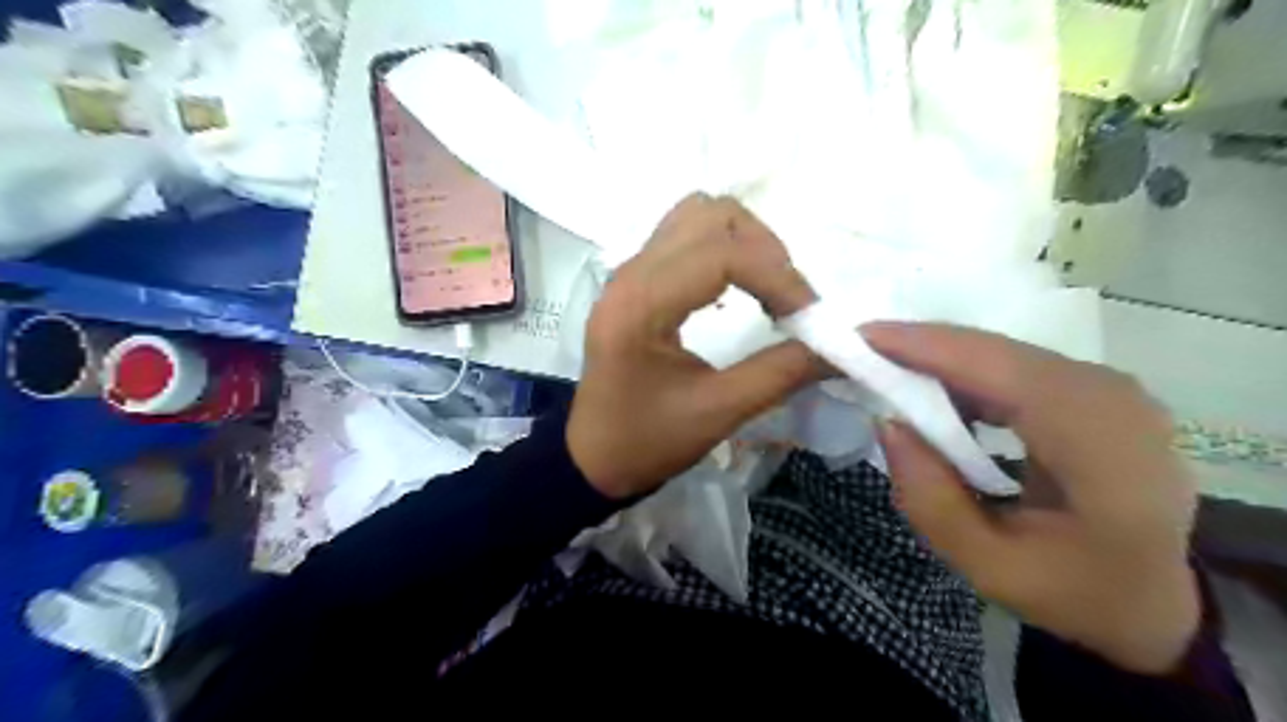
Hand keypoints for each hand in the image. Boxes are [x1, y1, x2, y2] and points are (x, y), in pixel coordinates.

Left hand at [567, 195, 818, 504]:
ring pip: (697, 216)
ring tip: (766, 289)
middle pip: (710, 216)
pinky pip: (684, 236)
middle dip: (763, 250)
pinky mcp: (635, 280)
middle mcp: (630, 274)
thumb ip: (782, 373)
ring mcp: (629, 272)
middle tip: (788, 301)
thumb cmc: (648, 441)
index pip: (721, 254)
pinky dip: (722, 248)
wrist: (594, 457)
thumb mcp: (718, 412)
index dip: (778, 277)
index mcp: (641, 306)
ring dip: (743, 242)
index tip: (809, 317)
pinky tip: (735, 289)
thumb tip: (844, 347)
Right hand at [864, 321, 1208, 677]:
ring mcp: (1109, 388)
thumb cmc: (1077, 592)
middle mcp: (1112, 398)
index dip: (927, 347)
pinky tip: (934, 391)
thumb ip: (931, 499)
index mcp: (1101, 445)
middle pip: (998, 352)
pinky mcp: (1095, 389)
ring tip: (886, 371)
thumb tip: (888, 424)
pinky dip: (966, 372)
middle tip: (860, 353)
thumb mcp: (990, 566)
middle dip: (923, 347)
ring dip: (941, 358)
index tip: (860, 337)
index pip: (1000, 372)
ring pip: (1004, 352)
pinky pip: (1016, 365)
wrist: (1157, 602)